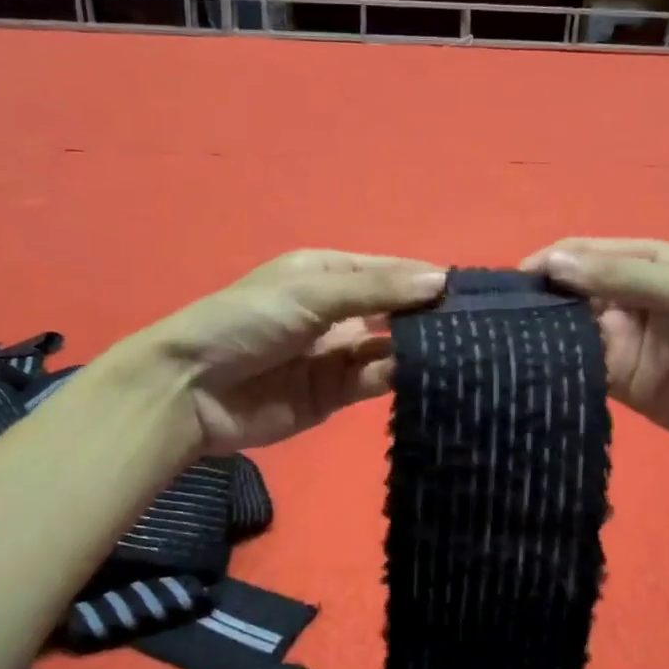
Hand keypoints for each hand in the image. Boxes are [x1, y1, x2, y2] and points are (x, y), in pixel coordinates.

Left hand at [128, 250, 445, 455]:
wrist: (191, 389)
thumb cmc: (247, 321)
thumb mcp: (312, 293)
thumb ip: (377, 290)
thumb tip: (441, 281)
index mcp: (329, 274)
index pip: (390, 272)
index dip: (427, 280)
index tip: (472, 293)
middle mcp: (339, 311)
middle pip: (396, 311)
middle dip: (429, 317)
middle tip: (478, 327)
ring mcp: (337, 354)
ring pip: (391, 348)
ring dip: (419, 349)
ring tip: (465, 351)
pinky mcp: (334, 395)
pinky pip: (375, 381)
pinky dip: (399, 377)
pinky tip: (429, 374)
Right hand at [519, 238, 668, 459]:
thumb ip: (617, 275)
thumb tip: (552, 263)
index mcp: (636, 262)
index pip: (576, 254)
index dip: (544, 264)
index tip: (509, 287)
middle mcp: (618, 295)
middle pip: (563, 291)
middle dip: (534, 301)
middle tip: (498, 320)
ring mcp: (613, 337)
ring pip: (564, 329)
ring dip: (540, 335)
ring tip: (504, 346)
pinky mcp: (612, 375)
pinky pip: (575, 365)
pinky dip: (555, 367)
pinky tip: (529, 372)